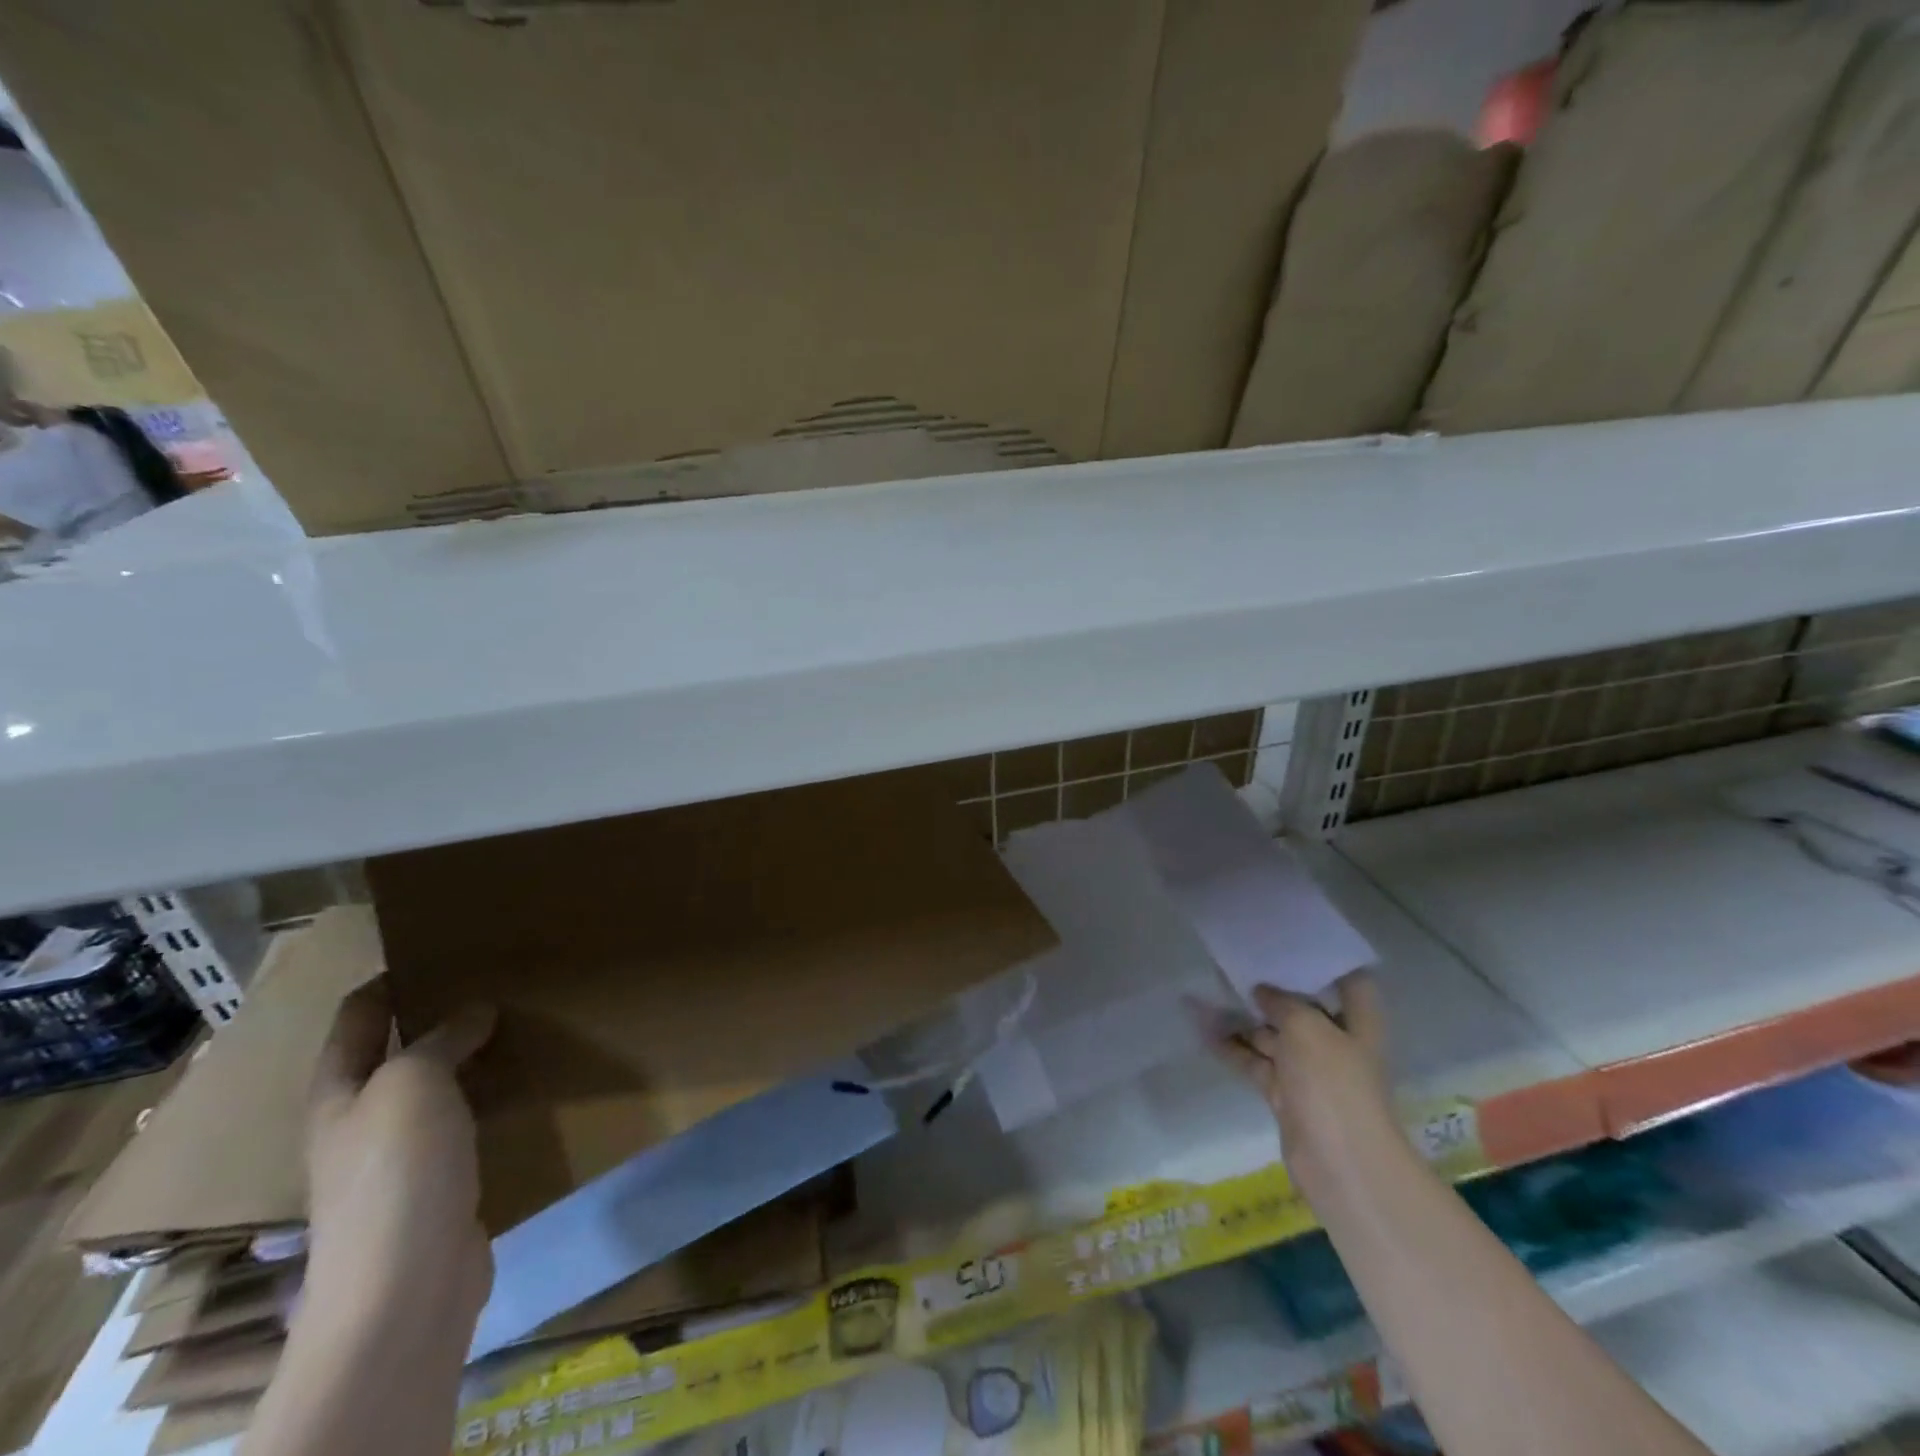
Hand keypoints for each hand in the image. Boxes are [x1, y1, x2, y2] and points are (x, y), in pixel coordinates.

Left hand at [305, 980, 495, 1324]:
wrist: (407, 1285)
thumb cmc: (396, 1171)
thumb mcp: (414, 1082)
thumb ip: (443, 1038)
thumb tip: (476, 1011)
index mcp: (339, 1091)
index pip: (358, 1017)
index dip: (390, 980)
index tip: (439, 949)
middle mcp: (362, 1119)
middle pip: (398, 1050)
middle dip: (440, 1015)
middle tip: (494, 981)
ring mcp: (401, 1156)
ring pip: (438, 1087)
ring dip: (471, 1057)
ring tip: (520, 1022)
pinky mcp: (441, 1183)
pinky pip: (467, 1122)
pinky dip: (491, 1096)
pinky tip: (525, 1083)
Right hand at [1206, 973, 1401, 1199]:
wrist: (1339, 1163)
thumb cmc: (1333, 1083)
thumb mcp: (1307, 1028)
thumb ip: (1283, 1002)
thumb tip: (1263, 991)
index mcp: (1357, 1023)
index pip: (1350, 983)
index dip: (1327, 962)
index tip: (1292, 944)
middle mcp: (1336, 1043)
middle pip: (1303, 1008)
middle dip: (1271, 989)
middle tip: (1235, 962)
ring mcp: (1309, 1072)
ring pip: (1273, 1035)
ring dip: (1243, 1018)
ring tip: (1207, 992)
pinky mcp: (1285, 1095)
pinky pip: (1256, 1062)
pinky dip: (1232, 1048)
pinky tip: (1204, 1030)